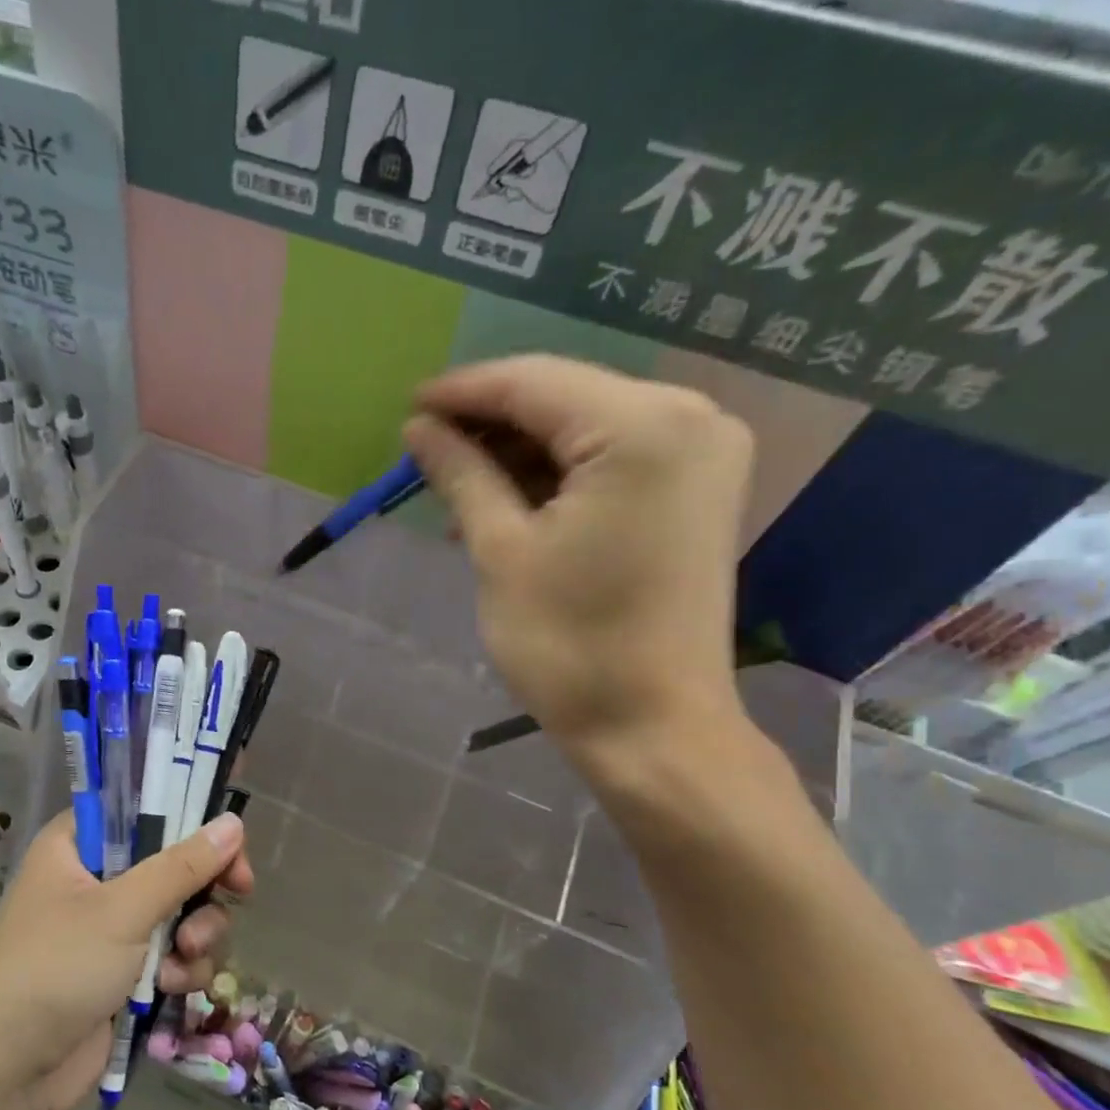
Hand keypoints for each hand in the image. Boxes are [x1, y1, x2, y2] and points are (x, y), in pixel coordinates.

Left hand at [0, 811, 252, 1109]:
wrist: (6, 1074)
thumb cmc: (55, 969)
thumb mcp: (122, 910)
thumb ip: (182, 866)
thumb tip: (234, 822)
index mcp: (78, 845)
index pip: (145, 810)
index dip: (191, 821)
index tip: (229, 842)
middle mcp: (96, 879)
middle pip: (175, 863)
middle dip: (204, 888)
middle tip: (239, 891)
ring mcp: (112, 929)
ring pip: (184, 912)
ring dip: (197, 934)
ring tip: (183, 958)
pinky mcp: (126, 972)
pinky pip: (174, 954)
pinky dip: (181, 968)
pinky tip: (171, 989)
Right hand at [402, 355, 753, 758]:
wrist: (653, 727)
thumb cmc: (569, 644)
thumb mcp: (501, 552)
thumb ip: (462, 474)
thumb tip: (419, 428)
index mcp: (642, 427)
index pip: (532, 383)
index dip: (463, 392)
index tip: (407, 407)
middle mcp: (690, 416)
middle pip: (564, 397)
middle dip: (491, 422)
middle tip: (427, 453)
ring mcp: (702, 452)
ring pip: (587, 426)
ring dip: (520, 452)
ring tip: (457, 486)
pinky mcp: (698, 489)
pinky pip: (614, 457)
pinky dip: (558, 474)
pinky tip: (508, 501)